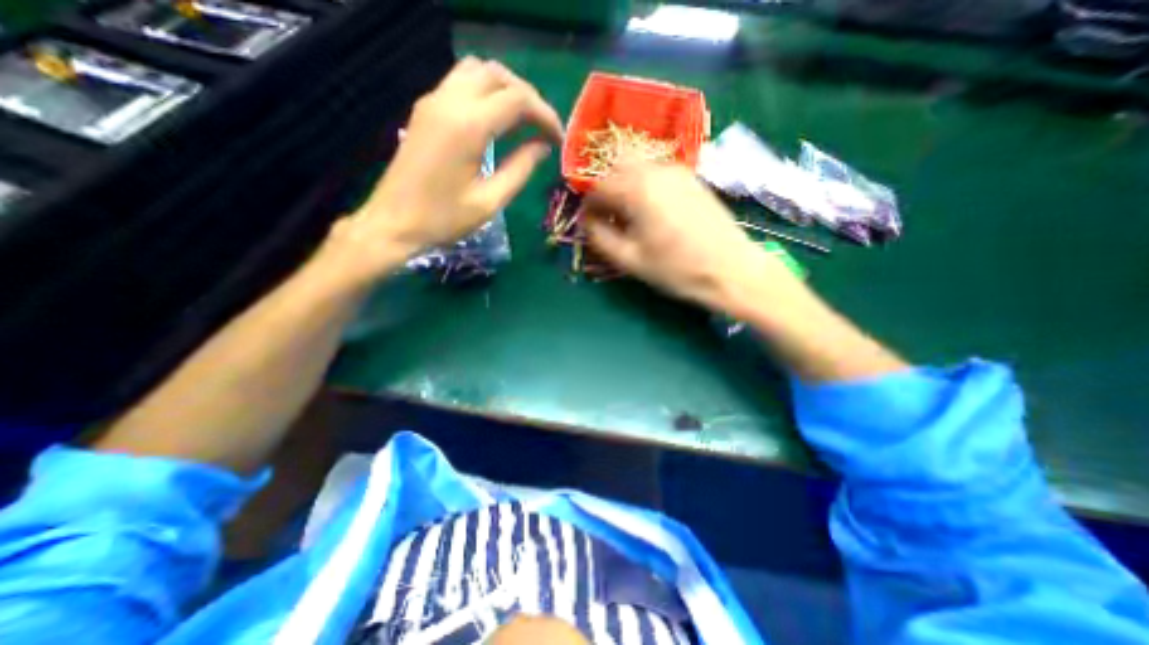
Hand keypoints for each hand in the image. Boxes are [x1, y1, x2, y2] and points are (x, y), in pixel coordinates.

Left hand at [322, 59, 562, 285]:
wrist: (393, 222)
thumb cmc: (444, 219)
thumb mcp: (490, 201)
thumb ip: (521, 169)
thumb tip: (543, 146)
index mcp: (468, 126)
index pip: (518, 99)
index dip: (545, 115)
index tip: (559, 139)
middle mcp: (449, 101)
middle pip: (499, 75)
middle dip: (529, 97)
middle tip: (544, 129)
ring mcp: (433, 101)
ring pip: (478, 70)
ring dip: (507, 89)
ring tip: (524, 121)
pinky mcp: (425, 109)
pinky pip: (461, 82)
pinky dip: (486, 92)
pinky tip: (496, 120)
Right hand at [586, 159, 801, 314]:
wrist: (731, 270)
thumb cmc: (676, 269)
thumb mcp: (630, 260)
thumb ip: (600, 237)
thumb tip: (587, 221)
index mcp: (637, 189)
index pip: (598, 186)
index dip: (589, 205)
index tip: (590, 222)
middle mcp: (656, 170)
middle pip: (617, 166)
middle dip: (606, 188)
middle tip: (609, 215)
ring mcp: (677, 170)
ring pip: (638, 166)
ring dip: (625, 185)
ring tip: (630, 216)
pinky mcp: (691, 178)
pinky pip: (657, 172)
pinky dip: (644, 185)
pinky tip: (652, 211)